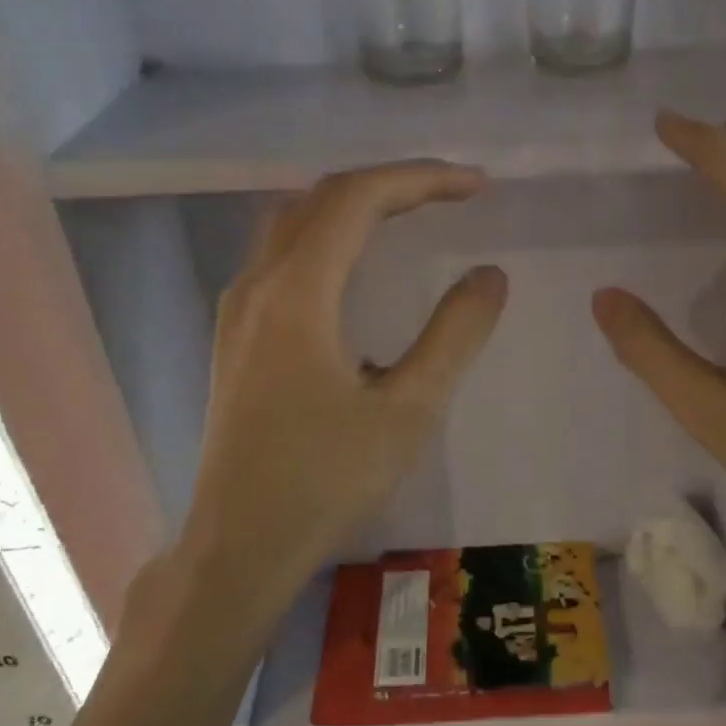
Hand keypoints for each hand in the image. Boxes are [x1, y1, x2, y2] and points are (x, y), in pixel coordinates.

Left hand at [183, 162, 507, 590]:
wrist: (240, 546)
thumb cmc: (326, 482)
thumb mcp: (408, 411)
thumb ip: (454, 335)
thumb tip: (490, 275)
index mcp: (297, 294)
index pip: (359, 199)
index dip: (421, 179)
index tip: (476, 186)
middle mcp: (257, 284)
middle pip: (323, 198)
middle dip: (392, 184)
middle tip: (452, 195)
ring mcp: (237, 308)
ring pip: (295, 222)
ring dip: (355, 205)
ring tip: (411, 214)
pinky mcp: (235, 334)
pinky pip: (281, 254)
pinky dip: (328, 235)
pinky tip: (356, 266)